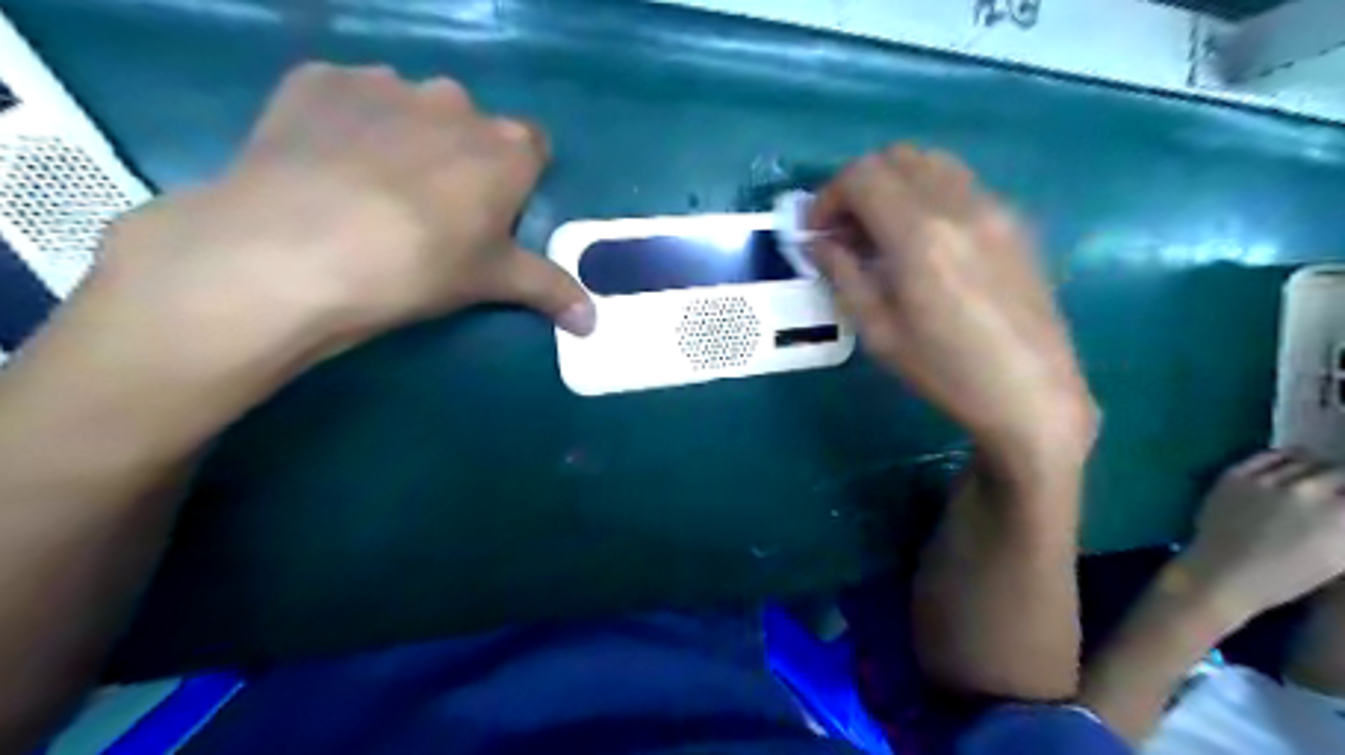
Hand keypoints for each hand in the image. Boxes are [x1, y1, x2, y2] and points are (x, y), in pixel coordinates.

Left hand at [90, 61, 591, 354]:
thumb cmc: (420, 266)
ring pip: (409, 108)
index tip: (494, 212)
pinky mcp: (317, 80)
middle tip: (431, 210)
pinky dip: (345, 123)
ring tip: (369, 189)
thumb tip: (594, 323)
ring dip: (404, 136)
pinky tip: (323, 165)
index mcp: (507, 148)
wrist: (296, 250)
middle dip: (460, 157)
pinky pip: (347, 97)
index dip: (517, 179)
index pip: (533, 147)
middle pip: (471, 126)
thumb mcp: (492, 282)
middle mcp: (454, 102)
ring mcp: (384, 84)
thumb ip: (550, 290)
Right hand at [808, 141, 1089, 472]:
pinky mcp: (1015, 220)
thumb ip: (844, 275)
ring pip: (931, 162)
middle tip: (844, 230)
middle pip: (896, 157)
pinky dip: (926, 193)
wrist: (1032, 393)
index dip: (828, 196)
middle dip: (857, 185)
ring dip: (894, 184)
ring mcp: (994, 207)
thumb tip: (818, 242)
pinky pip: (960, 183)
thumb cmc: (946, 371)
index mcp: (920, 235)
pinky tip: (923, 240)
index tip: (816, 232)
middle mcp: (959, 205)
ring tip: (881, 231)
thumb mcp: (880, 331)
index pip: (862, 176)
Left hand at [1180, 451, 1343, 620]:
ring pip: (1306, 460)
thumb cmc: (1288, 576)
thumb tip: (1342, 507)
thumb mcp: (1339, 556)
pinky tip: (1291, 464)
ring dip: (1317, 468)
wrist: (1223, 572)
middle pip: (1339, 471)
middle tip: (1338, 490)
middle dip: (1343, 481)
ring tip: (1318, 476)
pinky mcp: (1236, 474)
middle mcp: (1308, 490)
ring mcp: (1268, 480)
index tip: (1344, 501)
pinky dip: (1286, 458)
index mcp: (1340, 515)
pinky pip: (1269, 456)